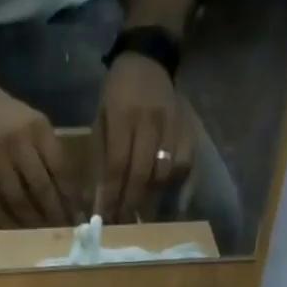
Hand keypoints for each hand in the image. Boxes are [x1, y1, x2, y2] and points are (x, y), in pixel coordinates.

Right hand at [0, 85, 71, 226]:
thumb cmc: (10, 119)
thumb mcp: (36, 125)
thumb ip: (52, 155)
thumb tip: (73, 198)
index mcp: (37, 128)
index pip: (60, 169)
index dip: (70, 198)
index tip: (78, 219)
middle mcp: (17, 141)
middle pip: (41, 189)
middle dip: (54, 215)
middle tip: (61, 234)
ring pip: (18, 201)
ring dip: (32, 224)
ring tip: (41, 237)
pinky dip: (6, 222)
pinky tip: (15, 232)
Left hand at [95, 54, 192, 222]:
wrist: (149, 58)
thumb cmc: (118, 93)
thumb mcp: (101, 118)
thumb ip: (100, 157)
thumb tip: (97, 201)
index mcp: (124, 114)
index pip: (116, 165)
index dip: (111, 196)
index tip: (105, 220)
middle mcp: (151, 120)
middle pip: (141, 173)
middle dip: (130, 205)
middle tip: (123, 227)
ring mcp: (173, 125)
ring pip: (165, 174)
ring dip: (153, 202)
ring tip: (142, 220)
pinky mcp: (189, 130)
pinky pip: (185, 167)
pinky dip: (177, 189)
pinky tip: (169, 205)